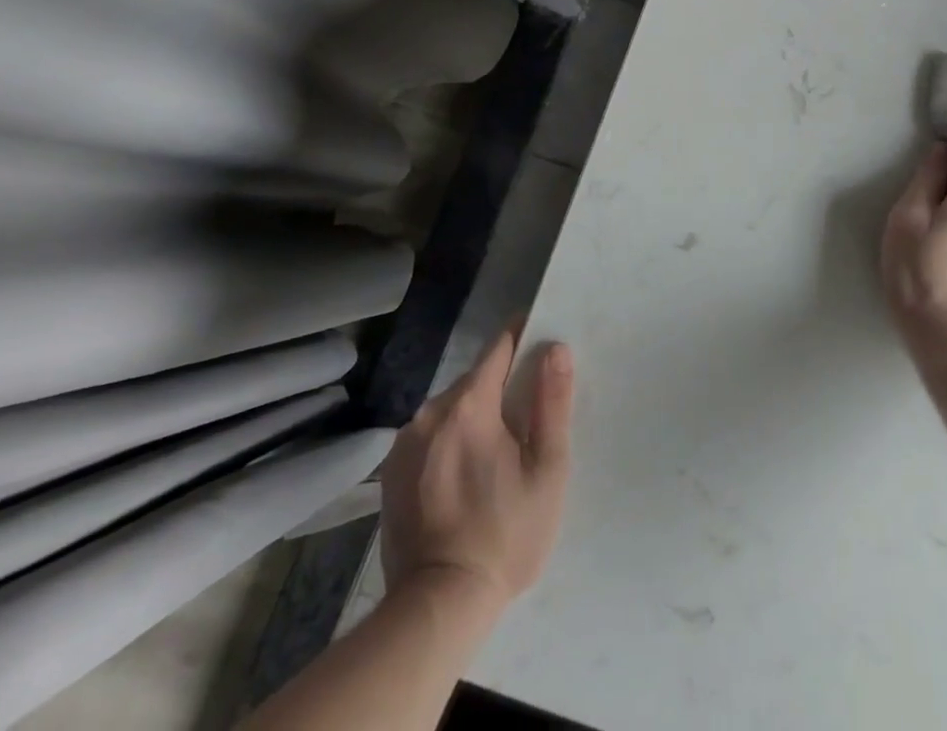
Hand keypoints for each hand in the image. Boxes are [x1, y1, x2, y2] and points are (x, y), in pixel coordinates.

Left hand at [379, 324, 574, 610]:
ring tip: (497, 453)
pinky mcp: (391, 472)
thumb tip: (555, 348)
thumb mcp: (547, 469)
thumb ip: (553, 402)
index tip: (542, 344)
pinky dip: (451, 440)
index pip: (498, 347)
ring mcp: (404, 444)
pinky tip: (465, 474)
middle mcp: (429, 413)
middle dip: (502, 387)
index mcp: (469, 405)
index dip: (523, 339)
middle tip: (527, 419)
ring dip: (476, 415)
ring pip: (452, 407)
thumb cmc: (505, 534)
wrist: (437, 607)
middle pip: (476, 378)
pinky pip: (431, 435)